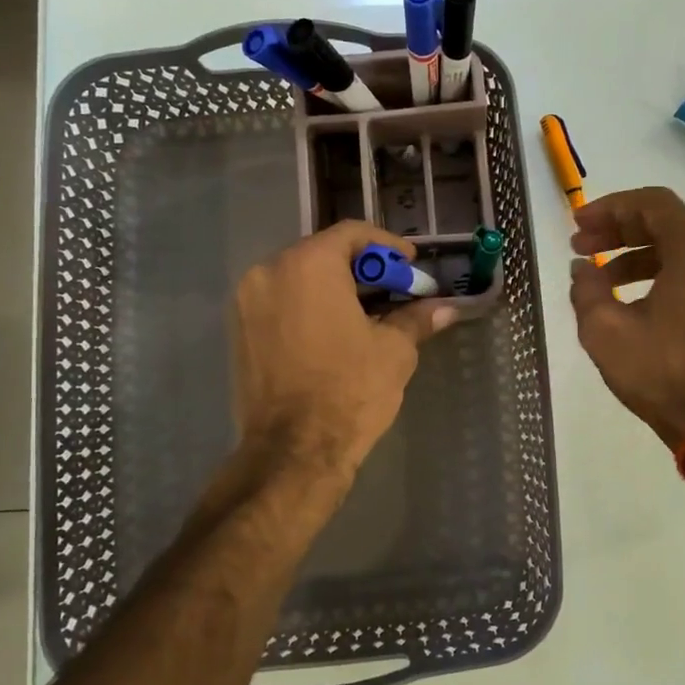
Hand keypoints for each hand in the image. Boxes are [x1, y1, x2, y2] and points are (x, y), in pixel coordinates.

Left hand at [233, 222, 455, 477]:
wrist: (293, 450)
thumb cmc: (350, 390)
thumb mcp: (394, 350)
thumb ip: (416, 318)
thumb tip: (446, 309)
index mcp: (308, 265)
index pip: (352, 234)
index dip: (387, 245)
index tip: (410, 262)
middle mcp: (269, 272)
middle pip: (323, 253)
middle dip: (362, 268)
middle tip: (394, 289)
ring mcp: (247, 302)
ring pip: (299, 278)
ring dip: (335, 287)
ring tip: (368, 312)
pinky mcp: (239, 331)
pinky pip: (281, 302)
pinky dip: (309, 306)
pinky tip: (335, 331)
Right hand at [570, 187, 684, 469]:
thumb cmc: (662, 374)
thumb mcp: (606, 331)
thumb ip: (587, 288)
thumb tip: (582, 267)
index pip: (653, 204)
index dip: (610, 208)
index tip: (578, 225)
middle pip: (668, 222)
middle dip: (619, 230)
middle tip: (580, 246)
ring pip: (681, 247)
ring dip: (637, 254)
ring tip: (598, 276)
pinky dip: (660, 272)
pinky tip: (628, 296)